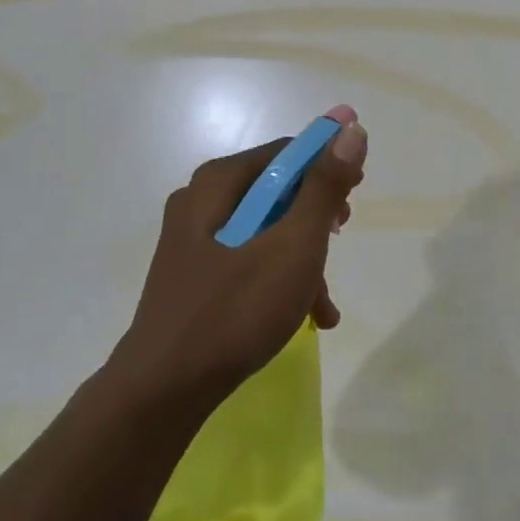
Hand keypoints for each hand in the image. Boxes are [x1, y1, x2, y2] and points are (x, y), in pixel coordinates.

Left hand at [116, 114, 367, 405]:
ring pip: (265, 231)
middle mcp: (201, 200)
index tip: (356, 192)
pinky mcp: (193, 275)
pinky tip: (306, 316)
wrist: (163, 392)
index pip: (286, 152)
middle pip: (276, 191)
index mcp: (218, 182)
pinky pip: (246, 260)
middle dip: (315, 218)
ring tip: (325, 302)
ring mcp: (193, 240)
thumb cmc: (234, 310)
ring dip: (302, 259)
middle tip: (341, 237)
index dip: (327, 165)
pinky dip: (278, 279)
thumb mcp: (293, 246)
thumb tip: (350, 128)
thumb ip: (324, 187)